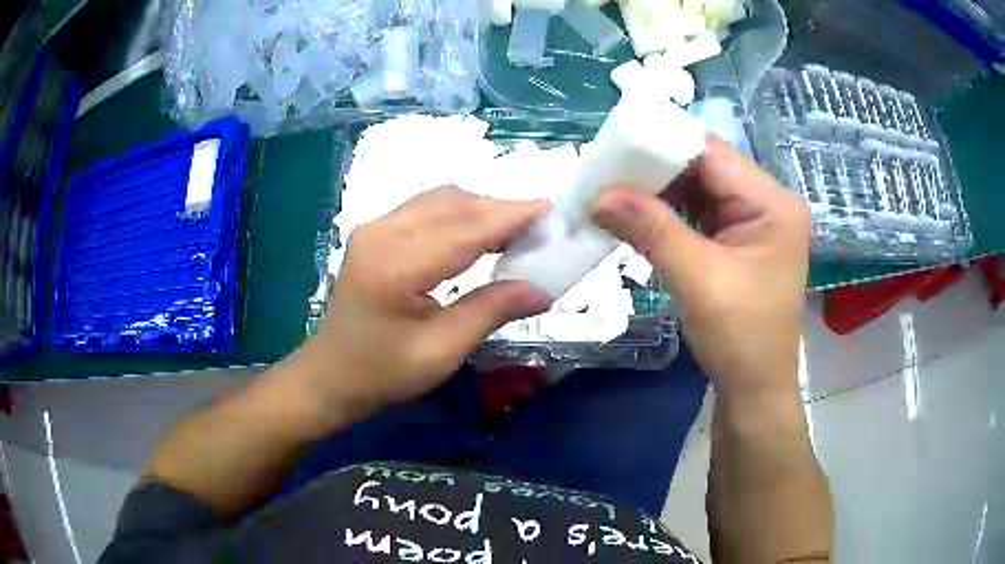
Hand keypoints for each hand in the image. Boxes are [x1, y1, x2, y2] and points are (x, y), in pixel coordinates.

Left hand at [292, 187, 550, 418]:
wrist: (330, 375)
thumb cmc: (381, 373)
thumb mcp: (440, 352)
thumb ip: (490, 312)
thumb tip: (542, 290)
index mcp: (395, 267)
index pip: (464, 229)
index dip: (511, 217)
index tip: (551, 213)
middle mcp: (381, 233)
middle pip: (453, 204)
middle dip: (501, 210)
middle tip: (541, 228)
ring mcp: (374, 228)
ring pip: (441, 200)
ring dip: (481, 209)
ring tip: (517, 231)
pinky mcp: (375, 232)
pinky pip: (426, 209)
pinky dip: (460, 214)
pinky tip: (480, 233)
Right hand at [592, 137, 809, 395]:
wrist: (755, 389)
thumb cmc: (740, 338)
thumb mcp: (697, 279)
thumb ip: (651, 229)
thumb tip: (597, 195)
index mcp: (772, 203)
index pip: (712, 154)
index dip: (662, 146)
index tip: (614, 148)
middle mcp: (767, 202)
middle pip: (706, 167)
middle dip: (656, 169)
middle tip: (606, 171)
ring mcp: (754, 220)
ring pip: (700, 187)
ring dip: (659, 189)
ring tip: (614, 187)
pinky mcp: (739, 239)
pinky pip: (700, 212)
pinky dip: (669, 211)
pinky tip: (639, 210)